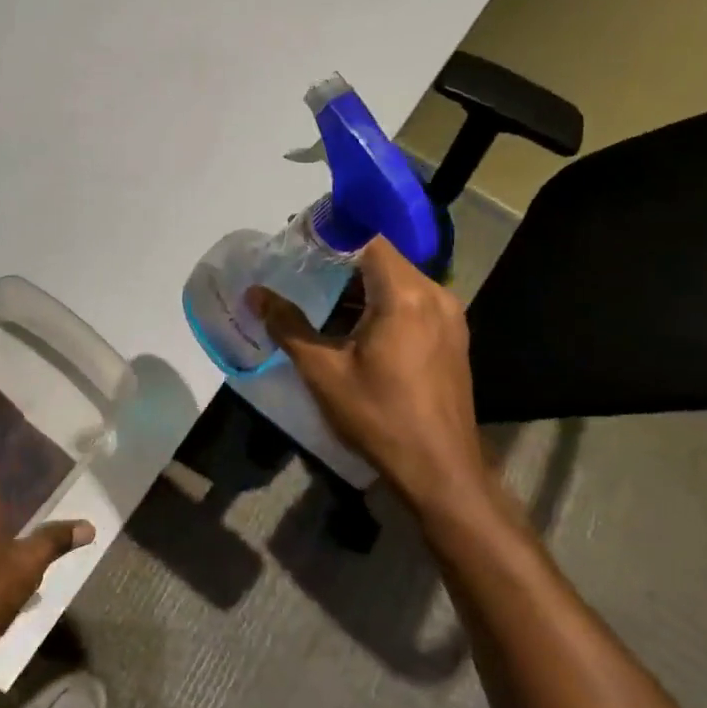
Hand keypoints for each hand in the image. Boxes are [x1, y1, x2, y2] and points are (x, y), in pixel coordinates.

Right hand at [250, 238, 494, 522]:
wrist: (440, 471)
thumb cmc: (378, 416)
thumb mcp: (323, 371)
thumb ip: (288, 325)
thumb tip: (255, 295)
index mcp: (405, 295)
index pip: (369, 240)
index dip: (332, 235)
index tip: (297, 242)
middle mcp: (435, 295)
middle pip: (384, 258)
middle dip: (341, 262)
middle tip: (300, 271)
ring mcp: (449, 317)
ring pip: (398, 282)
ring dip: (361, 286)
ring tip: (319, 299)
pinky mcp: (452, 339)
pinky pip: (412, 304)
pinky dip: (381, 304)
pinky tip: (353, 327)